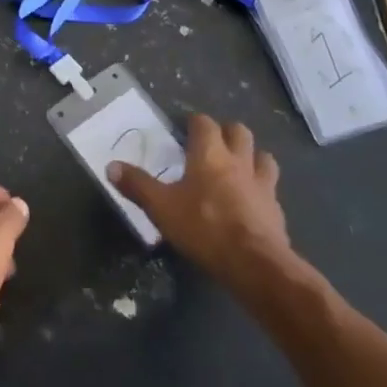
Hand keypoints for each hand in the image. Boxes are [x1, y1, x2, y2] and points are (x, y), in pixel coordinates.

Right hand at [107, 114, 297, 287]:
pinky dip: (262, 190)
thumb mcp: (161, 207)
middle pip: (239, 132)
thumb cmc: (204, 227)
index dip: (195, 121)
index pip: (205, 123)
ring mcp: (262, 185)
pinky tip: (252, 203)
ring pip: (263, 157)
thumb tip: (110, 166)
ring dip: (253, 156)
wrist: (255, 264)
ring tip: (240, 167)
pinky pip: (271, 190)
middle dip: (228, 132)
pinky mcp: (276, 210)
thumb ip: (137, 185)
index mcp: (210, 154)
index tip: (186, 127)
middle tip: (214, 143)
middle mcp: (239, 161)